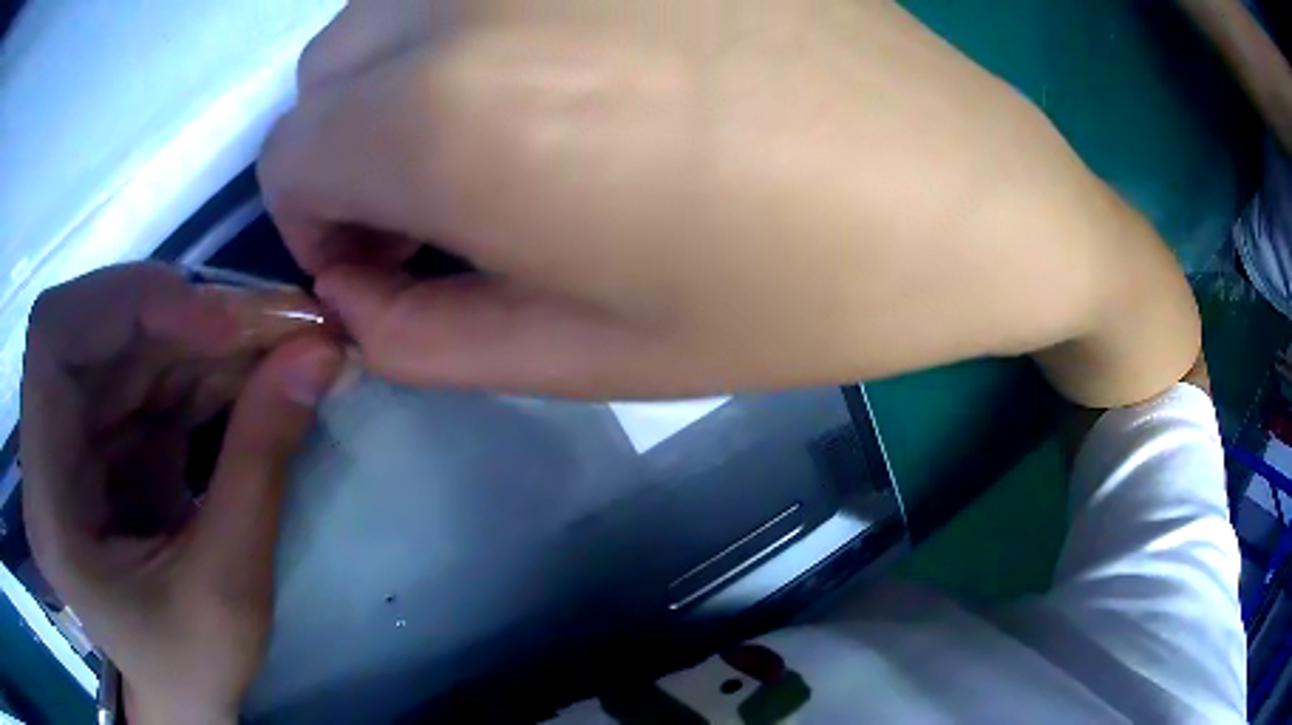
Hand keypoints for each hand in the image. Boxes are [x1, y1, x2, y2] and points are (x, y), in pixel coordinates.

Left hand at [20, 264, 341, 724]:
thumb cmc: (193, 668)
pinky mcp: (106, 436)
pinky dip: (206, 362)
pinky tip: (256, 372)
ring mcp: (74, 438)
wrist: (182, 695)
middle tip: (271, 322)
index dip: (127, 304)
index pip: (55, 341)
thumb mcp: (231, 589)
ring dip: (205, 334)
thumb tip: (321, 354)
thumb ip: (261, 464)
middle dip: (181, 314)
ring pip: (131, 340)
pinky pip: (151, 369)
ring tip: (281, 344)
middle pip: (95, 325)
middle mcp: (47, 449)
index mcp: (48, 501)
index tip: (216, 321)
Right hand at [260, 0, 1197, 404]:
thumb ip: (429, 339)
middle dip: (349, 150)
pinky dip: (474, 27)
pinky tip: (577, 68)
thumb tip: (355, 301)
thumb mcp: (595, 358)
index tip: (383, 268)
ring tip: (506, 142)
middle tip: (443, 210)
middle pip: (328, 71)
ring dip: (401, 84)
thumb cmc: (807, 293)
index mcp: (455, 113)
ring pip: (393, 8)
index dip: (314, 225)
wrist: (973, 192)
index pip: (290, 155)